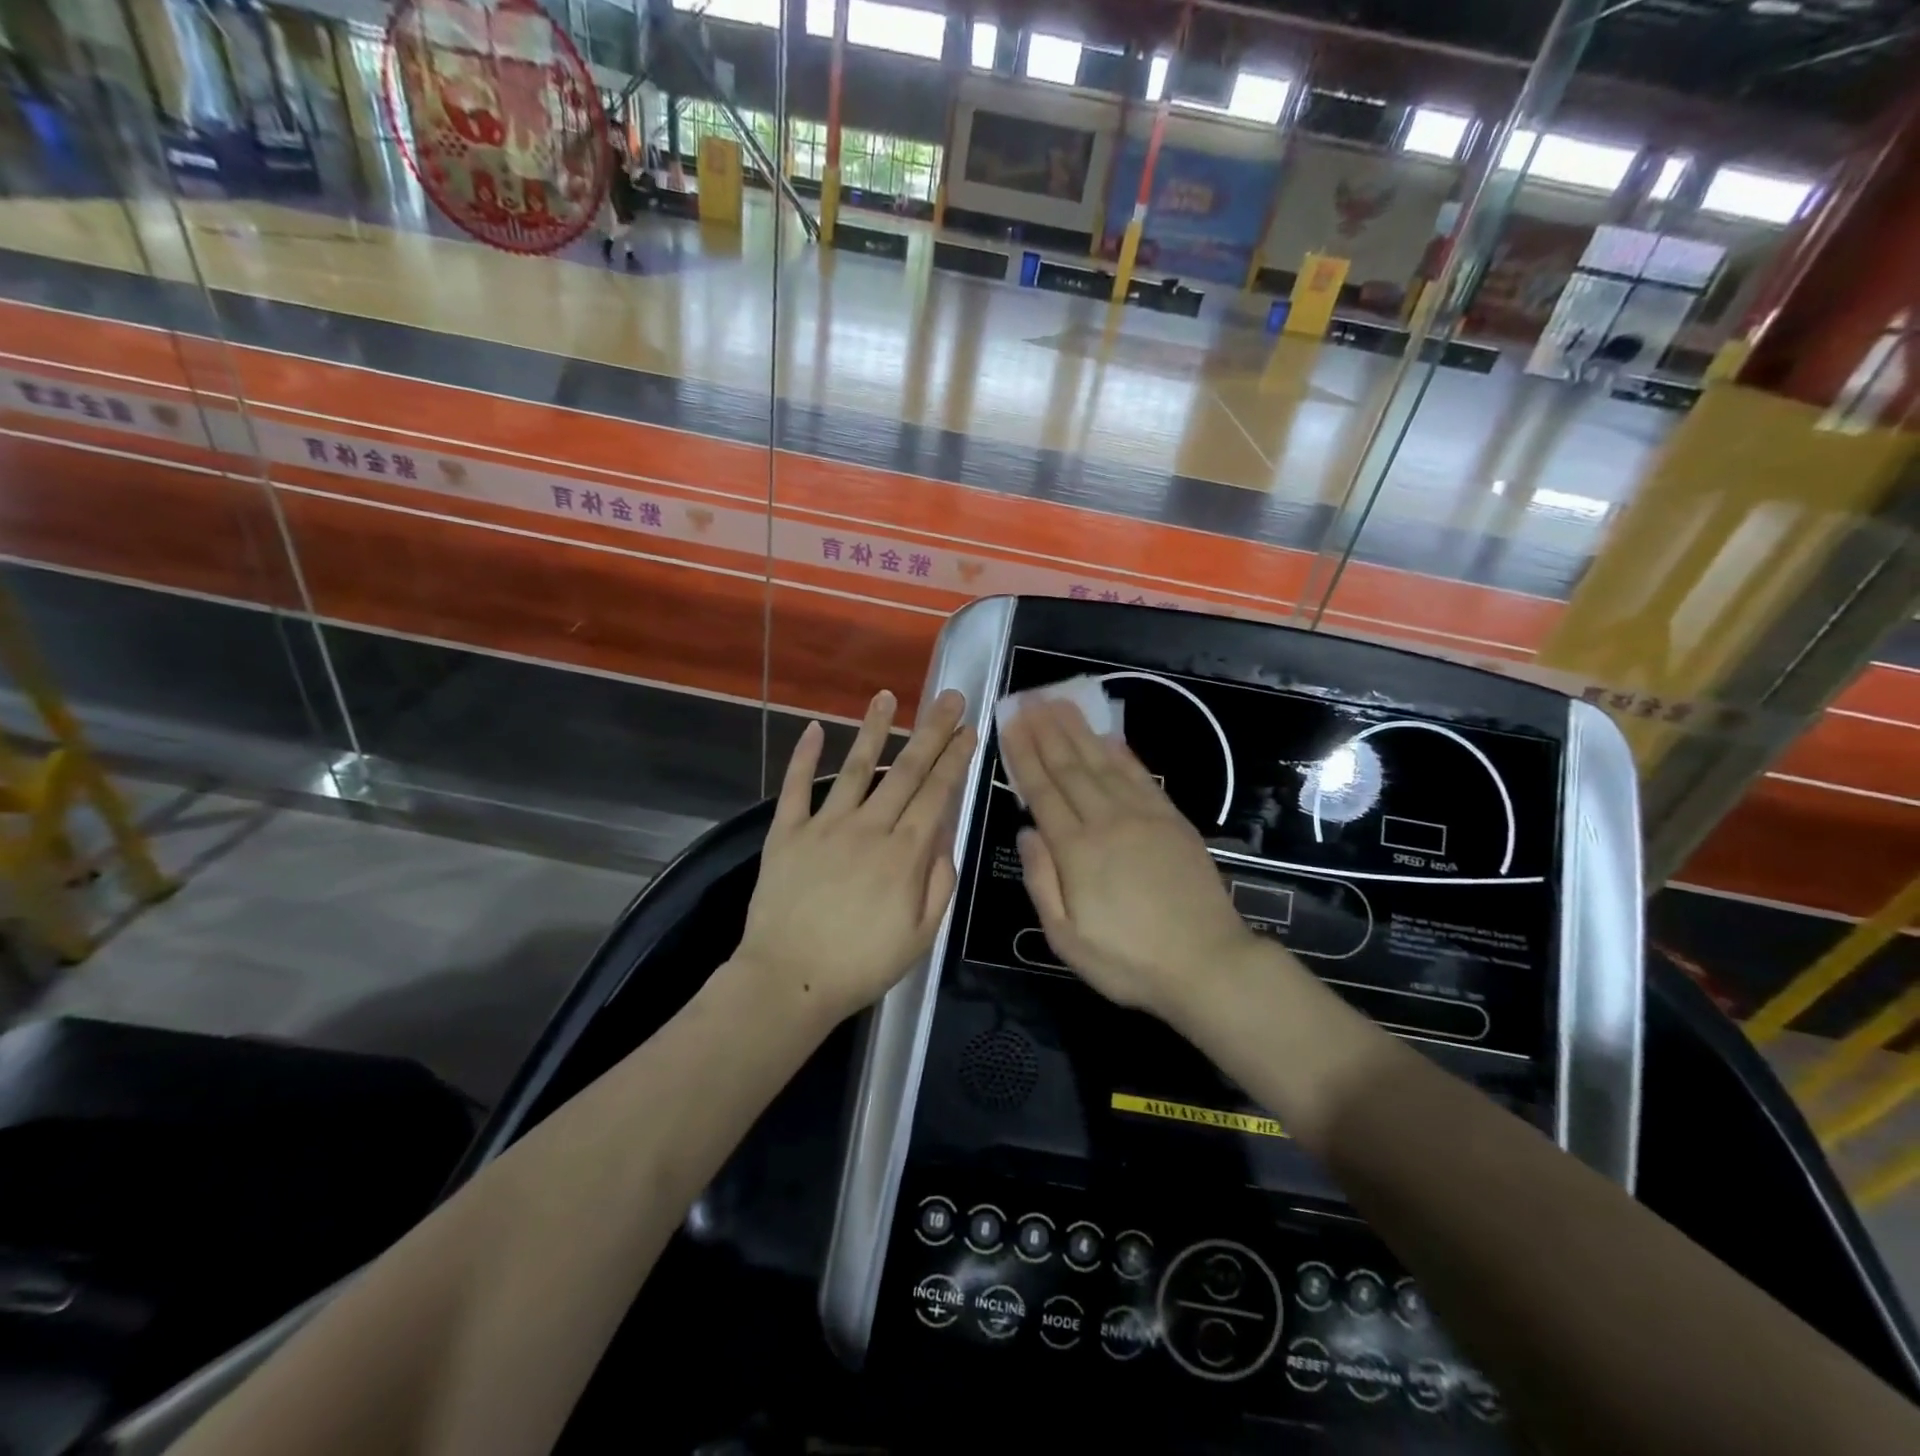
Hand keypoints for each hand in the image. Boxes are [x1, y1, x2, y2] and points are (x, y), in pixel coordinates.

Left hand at [735, 688, 976, 1024]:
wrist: (789, 981)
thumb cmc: (862, 965)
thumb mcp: (922, 935)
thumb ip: (939, 881)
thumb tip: (945, 834)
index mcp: (905, 853)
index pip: (937, 793)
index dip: (955, 758)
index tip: (968, 729)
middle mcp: (869, 827)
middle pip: (906, 770)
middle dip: (930, 730)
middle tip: (947, 696)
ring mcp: (825, 825)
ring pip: (856, 767)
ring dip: (873, 729)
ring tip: (887, 696)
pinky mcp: (787, 833)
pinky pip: (796, 787)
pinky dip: (804, 756)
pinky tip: (814, 728)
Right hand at [999, 696, 1267, 1022]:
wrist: (1207, 965)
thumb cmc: (1128, 961)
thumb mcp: (1066, 938)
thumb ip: (1042, 881)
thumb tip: (1025, 831)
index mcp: (1076, 851)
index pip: (1042, 791)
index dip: (1023, 754)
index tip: (1010, 722)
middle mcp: (1106, 822)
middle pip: (1069, 767)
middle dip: (1046, 730)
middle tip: (1028, 698)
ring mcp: (1143, 817)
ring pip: (1102, 763)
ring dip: (1078, 731)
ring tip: (1059, 703)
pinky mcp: (1172, 820)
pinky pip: (1140, 776)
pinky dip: (1121, 752)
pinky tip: (1107, 736)